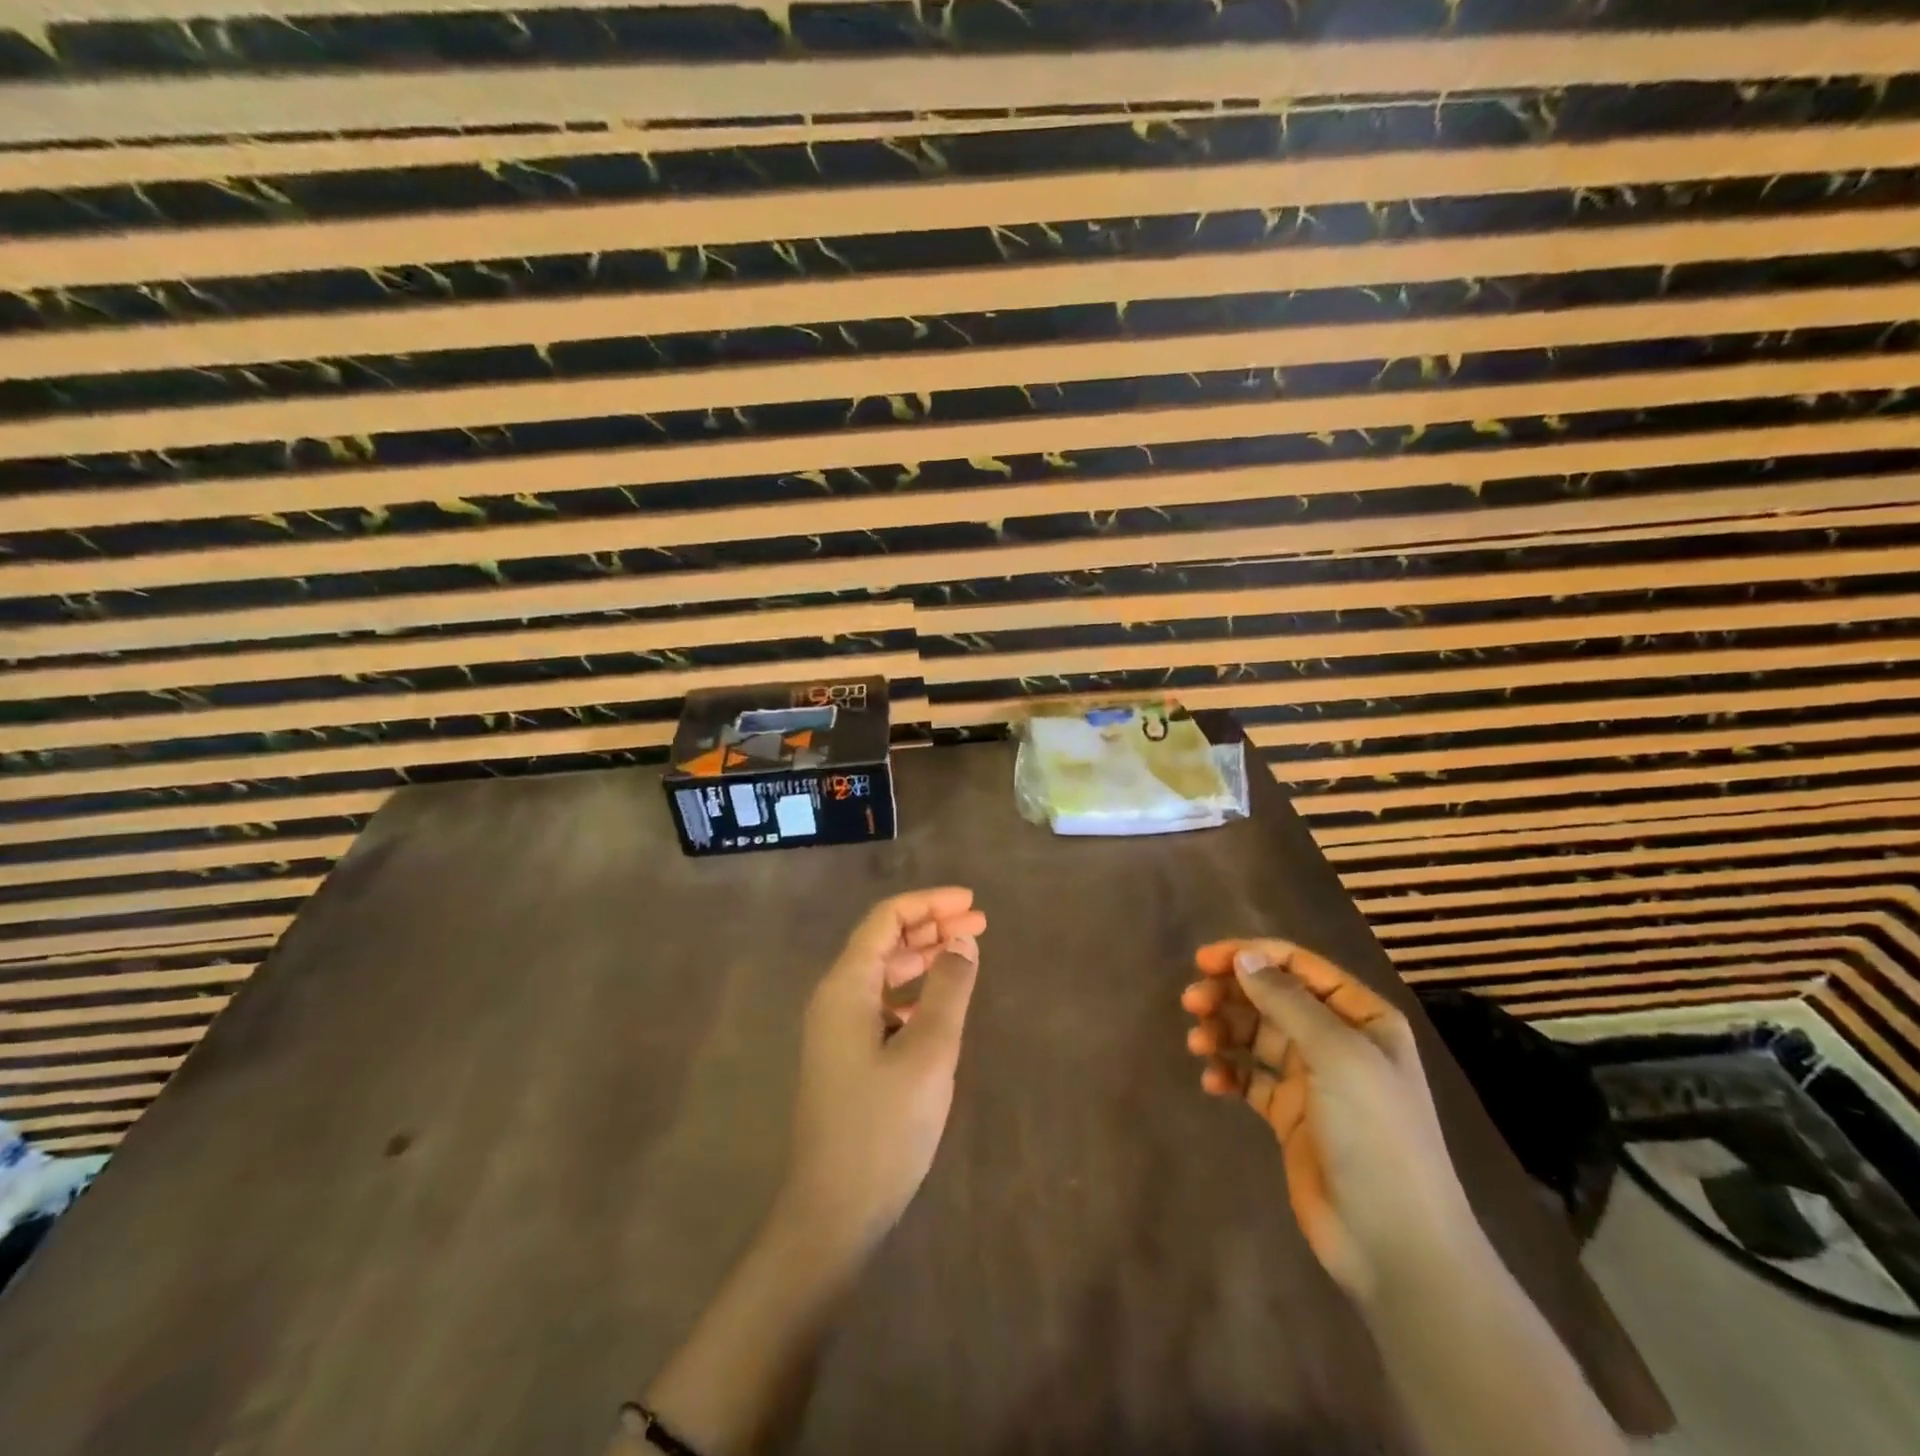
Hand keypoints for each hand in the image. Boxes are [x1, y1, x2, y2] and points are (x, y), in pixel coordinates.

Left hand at [780, 887, 987, 1253]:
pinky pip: (882, 1005)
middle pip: (884, 943)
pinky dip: (914, 992)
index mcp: (845, 988)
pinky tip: (940, 1004)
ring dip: (924, 958)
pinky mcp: (846, 1058)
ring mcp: (837, 1031)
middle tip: (980, 923)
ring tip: (966, 953)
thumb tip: (962, 942)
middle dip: (931, 926)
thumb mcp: (927, 1054)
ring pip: (883, 974)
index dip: (929, 903)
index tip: (972, 903)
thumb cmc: (882, 1128)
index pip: (885, 920)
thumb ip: (948, 991)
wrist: (832, 1213)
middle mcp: (835, 999)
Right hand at [1182, 939, 1476, 1300]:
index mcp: (1361, 1017)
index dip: (1250, 956)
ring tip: (1197, 1044)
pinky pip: (1250, 1079)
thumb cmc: (1375, 1134)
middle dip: (1230, 994)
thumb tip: (1244, 957)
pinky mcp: (1291, 1116)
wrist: (1395, 1243)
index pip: (1298, 966)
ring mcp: (1313, 1080)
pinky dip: (1228, 1073)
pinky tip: (1212, 1082)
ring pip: (1256, 1036)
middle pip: (1272, 998)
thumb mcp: (1337, 1055)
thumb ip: (1287, 1001)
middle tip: (1191, 1003)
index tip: (1203, 961)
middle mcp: (1337, 1041)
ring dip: (1224, 1031)